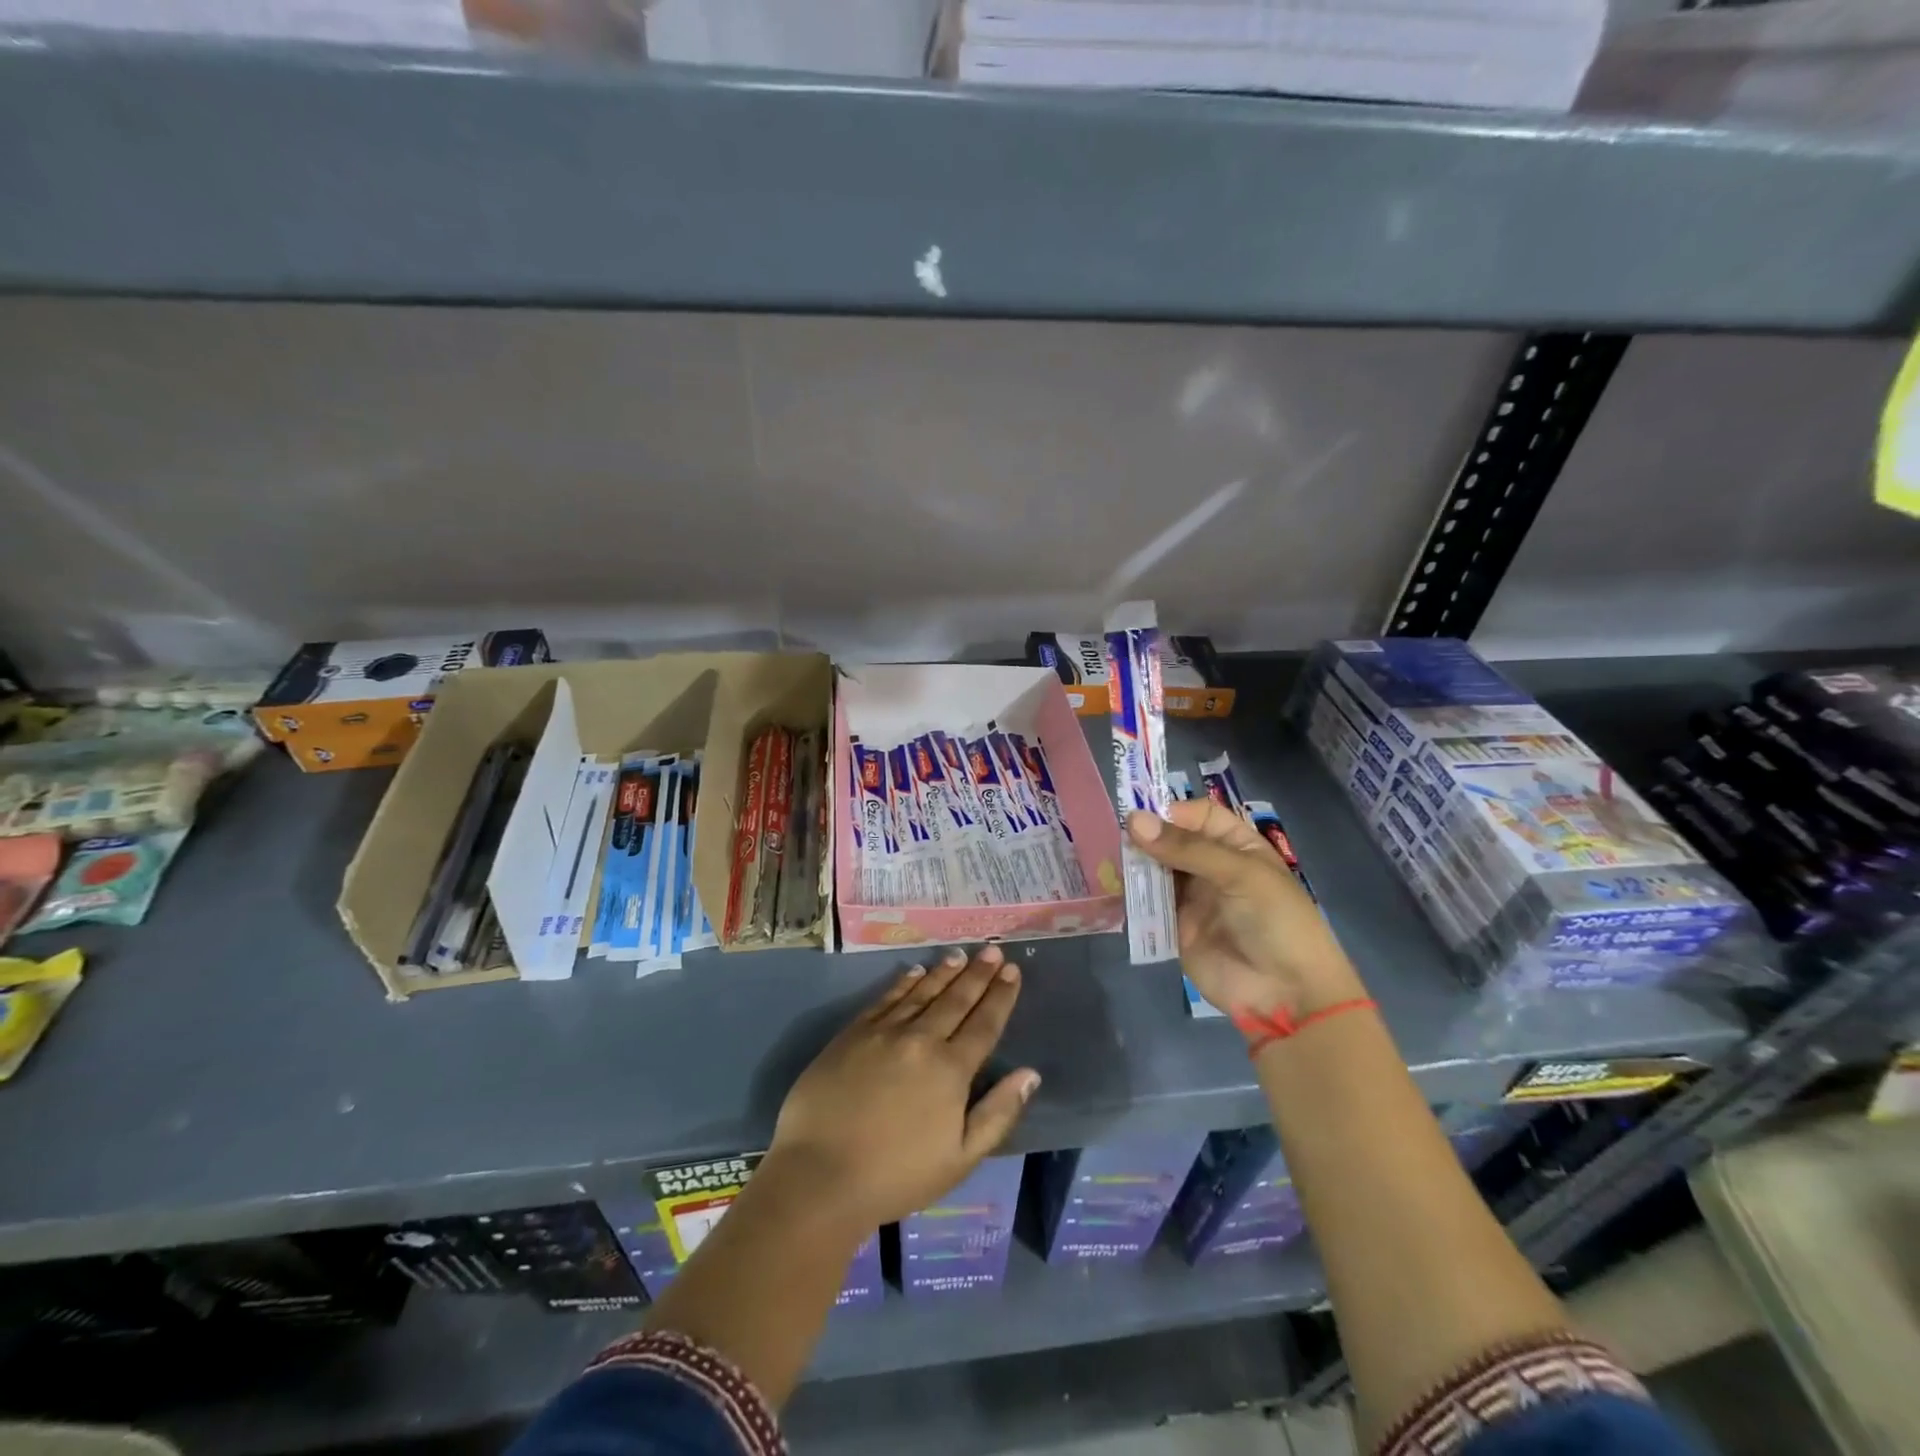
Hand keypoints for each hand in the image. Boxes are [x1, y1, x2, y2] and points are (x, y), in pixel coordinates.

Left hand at [767, 945, 1038, 1230]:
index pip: (984, 1023)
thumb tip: (1030, 1074)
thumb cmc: (896, 1176)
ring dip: (944, 972)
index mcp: (951, 1070)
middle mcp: (921, 1040)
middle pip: (955, 999)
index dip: (1000, 995)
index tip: (1012, 970)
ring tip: (959, 955)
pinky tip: (915, 972)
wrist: (820, 1174)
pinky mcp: (853, 1034)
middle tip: (991, 949)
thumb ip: (998, 1113)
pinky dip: (904, 983)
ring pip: (922, 992)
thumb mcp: (960, 1159)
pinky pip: (886, 998)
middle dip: (977, 974)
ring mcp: (884, 1032)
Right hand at [1128, 800, 1364, 1021]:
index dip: (1173, 813)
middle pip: (1171, 841)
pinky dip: (1130, 895)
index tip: (1143, 819)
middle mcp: (1211, 867)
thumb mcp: (1239, 875)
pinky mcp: (1173, 926)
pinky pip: (1147, 904)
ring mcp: (1191, 898)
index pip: (1198, 816)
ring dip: (1134, 865)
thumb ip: (1186, 848)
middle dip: (1146, 838)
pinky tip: (1112, 888)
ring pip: (1155, 870)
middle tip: (1116, 840)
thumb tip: (1133, 821)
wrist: (1285, 994)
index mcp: (1237, 847)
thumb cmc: (1275, 921)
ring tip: (1110, 862)